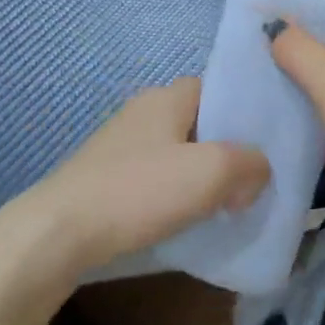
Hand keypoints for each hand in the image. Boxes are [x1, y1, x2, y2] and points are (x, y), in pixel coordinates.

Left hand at [0, 79, 269, 285]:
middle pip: (200, 123)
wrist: (56, 236)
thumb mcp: (211, 172)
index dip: (245, 110)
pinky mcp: (107, 180)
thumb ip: (249, 164)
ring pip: (179, 154)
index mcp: (166, 97)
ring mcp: (120, 147)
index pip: (217, 88)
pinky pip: (156, 179)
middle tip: (254, 178)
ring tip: (228, 204)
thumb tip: (257, 174)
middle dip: (228, 149)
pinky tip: (188, 220)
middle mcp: (142, 113)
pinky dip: (177, 195)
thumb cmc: (138, 191)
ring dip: (203, 176)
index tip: (269, 140)